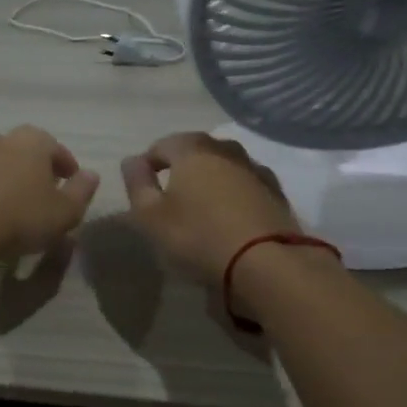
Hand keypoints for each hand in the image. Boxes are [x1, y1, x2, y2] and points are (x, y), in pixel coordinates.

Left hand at [0, 125, 99, 262]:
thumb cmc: (22, 216)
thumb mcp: (65, 211)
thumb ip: (82, 191)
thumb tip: (91, 175)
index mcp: (33, 141)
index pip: (58, 149)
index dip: (69, 169)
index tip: (73, 187)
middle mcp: (3, 140)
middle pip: (28, 153)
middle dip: (40, 171)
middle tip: (49, 195)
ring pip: (3, 166)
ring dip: (14, 181)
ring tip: (21, 207)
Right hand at [120, 133, 299, 281]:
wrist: (266, 261)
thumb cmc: (198, 236)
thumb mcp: (151, 217)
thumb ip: (137, 184)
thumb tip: (131, 160)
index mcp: (192, 149)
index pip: (162, 145)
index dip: (147, 163)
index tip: (142, 186)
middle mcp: (225, 149)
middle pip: (196, 150)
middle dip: (180, 166)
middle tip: (170, 194)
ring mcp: (254, 168)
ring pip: (224, 164)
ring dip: (210, 177)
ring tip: (202, 203)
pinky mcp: (275, 191)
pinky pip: (246, 183)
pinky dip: (234, 191)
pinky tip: (231, 212)